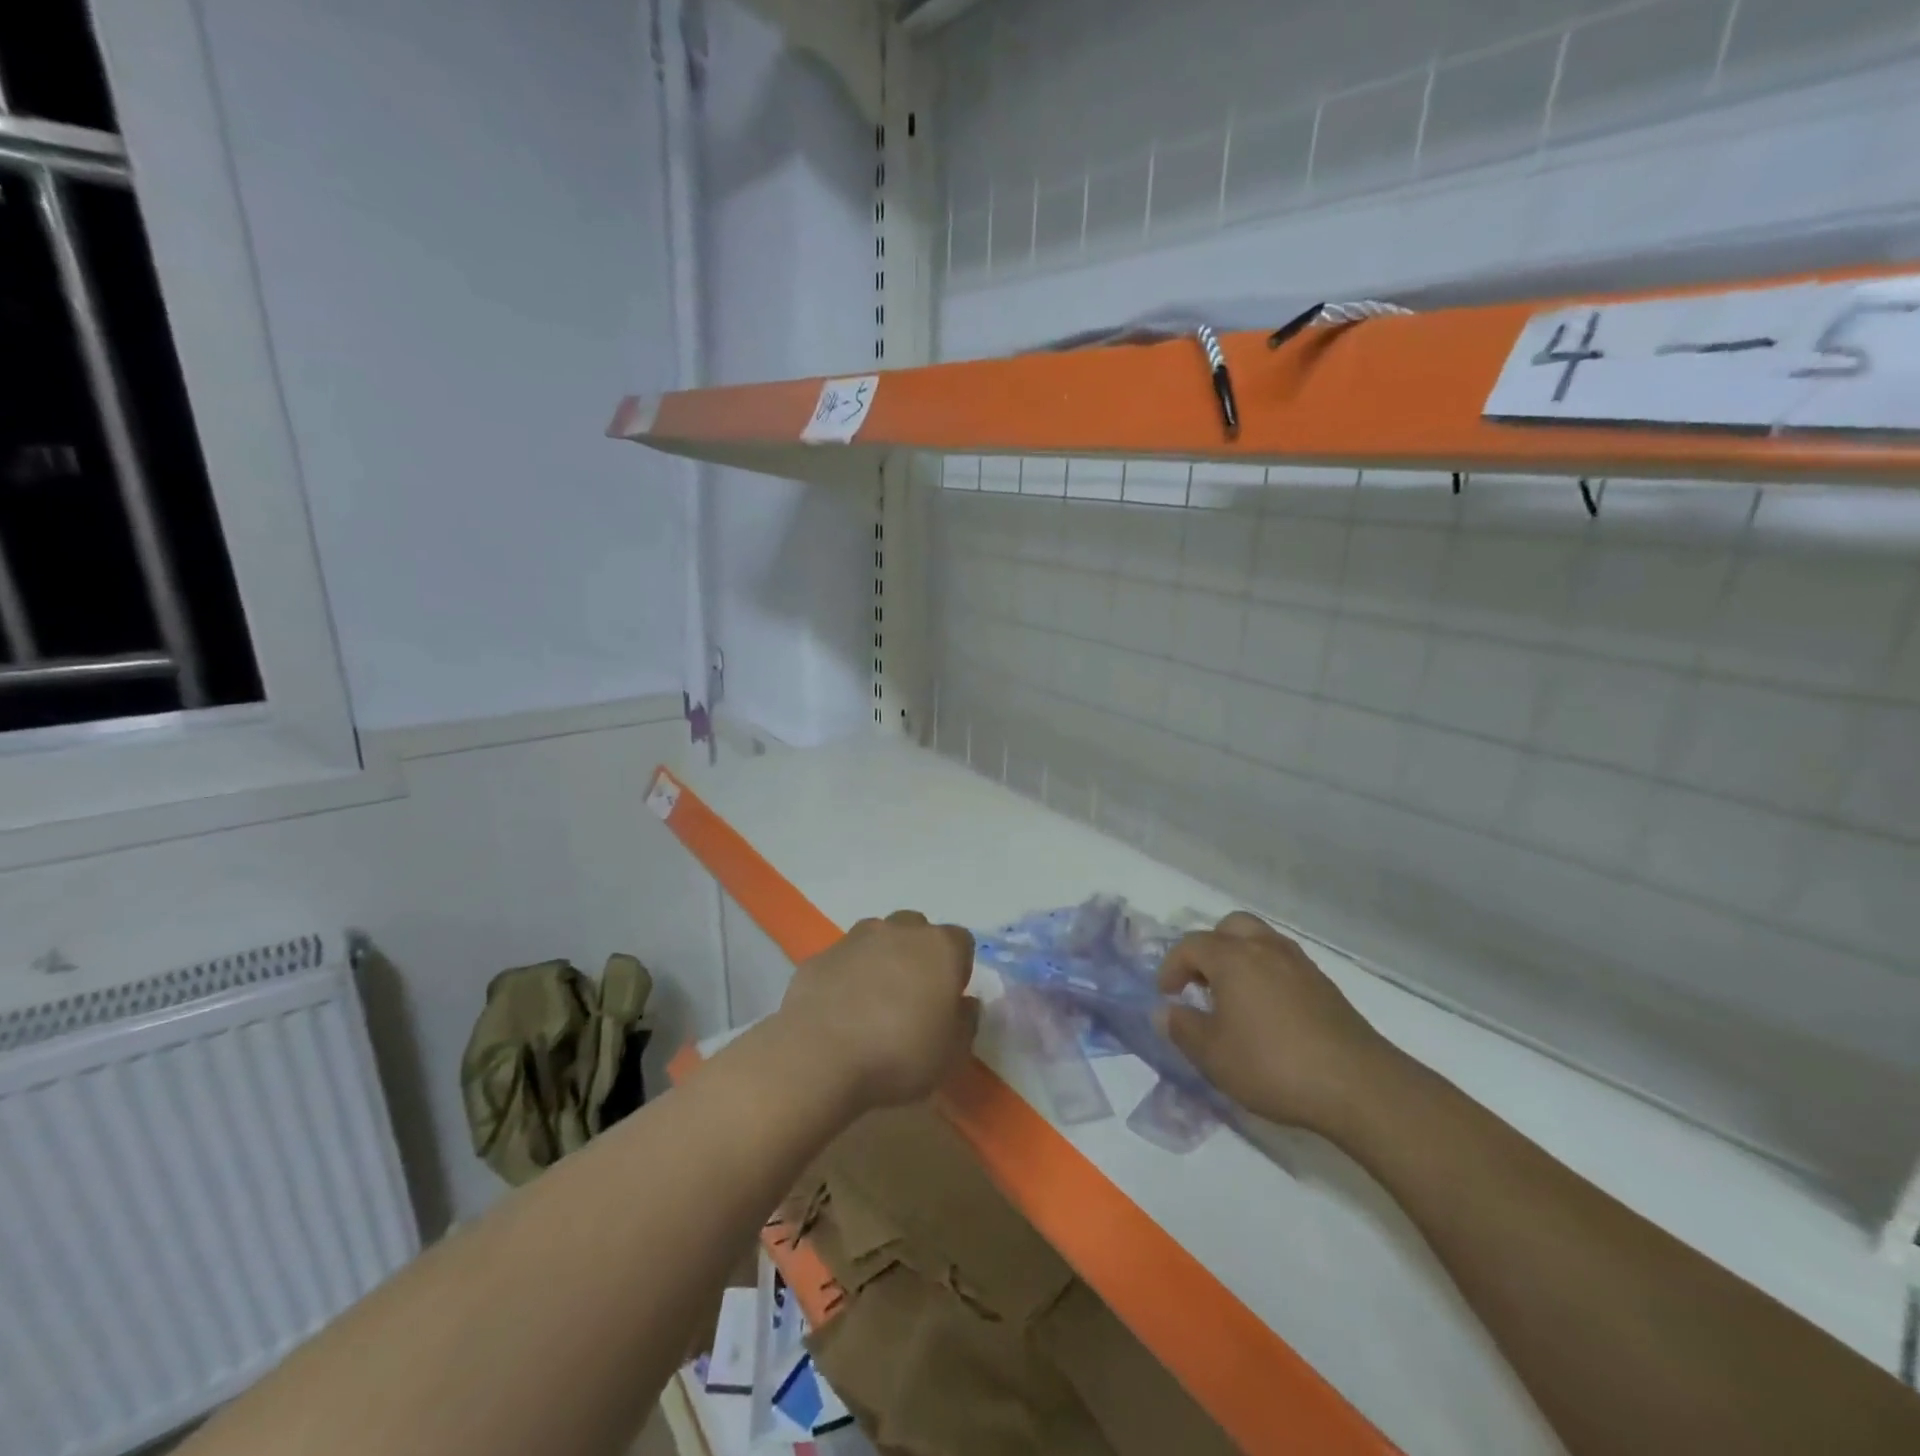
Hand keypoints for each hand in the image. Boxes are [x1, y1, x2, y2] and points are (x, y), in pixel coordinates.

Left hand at [776, 910, 979, 1112]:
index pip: (961, 942)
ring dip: (881, 959)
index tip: (948, 1000)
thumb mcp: (951, 1053)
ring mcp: (855, 938)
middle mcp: (899, 930)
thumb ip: (966, 1022)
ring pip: (878, 938)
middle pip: (917, 930)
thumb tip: (965, 1004)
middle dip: (918, 955)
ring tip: (874, 1001)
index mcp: (939, 948)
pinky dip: (847, 976)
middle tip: (912, 997)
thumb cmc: (899, 1054)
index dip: (957, 969)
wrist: (819, 1055)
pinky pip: (843, 960)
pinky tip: (840, 1010)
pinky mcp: (820, 955)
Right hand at [1156, 912, 1401, 1136]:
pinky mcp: (1325, 985)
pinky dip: (1267, 973)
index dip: (1171, 967)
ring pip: (1261, 940)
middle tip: (1201, 983)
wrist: (1358, 1085)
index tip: (1167, 996)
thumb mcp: (1213, 1055)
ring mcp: (1299, 964)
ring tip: (1234, 996)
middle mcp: (1265, 948)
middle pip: (1229, 927)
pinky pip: (1284, 962)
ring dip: (1240, 958)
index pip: (1191, 945)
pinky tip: (1268, 1012)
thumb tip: (1165, 1011)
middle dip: (1209, 949)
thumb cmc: (1273, 1065)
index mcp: (1233, 958)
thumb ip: (1182, 1028)